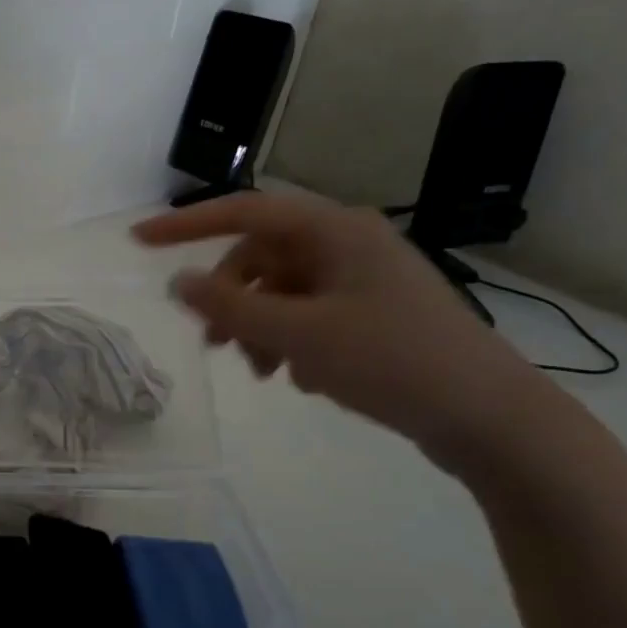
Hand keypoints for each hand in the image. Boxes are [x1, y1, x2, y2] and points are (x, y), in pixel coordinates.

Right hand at [133, 191, 550, 463]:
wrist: (488, 416)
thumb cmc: (391, 360)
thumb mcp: (299, 334)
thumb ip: (230, 307)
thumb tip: (177, 282)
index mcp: (335, 231)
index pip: (244, 211)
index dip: (186, 224)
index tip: (138, 241)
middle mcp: (347, 245)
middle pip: (260, 257)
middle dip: (229, 298)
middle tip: (214, 342)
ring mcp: (362, 280)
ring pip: (281, 290)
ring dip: (256, 325)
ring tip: (259, 370)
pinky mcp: (372, 313)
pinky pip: (307, 314)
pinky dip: (287, 340)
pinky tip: (297, 376)